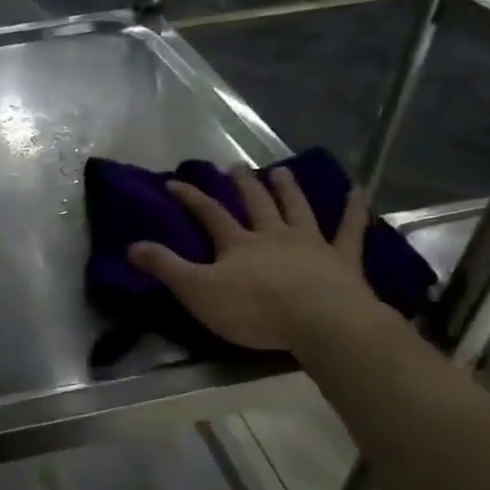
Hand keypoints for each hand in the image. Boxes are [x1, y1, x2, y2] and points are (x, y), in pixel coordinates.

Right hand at [129, 166, 385, 354]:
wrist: (320, 321)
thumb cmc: (255, 310)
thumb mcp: (198, 292)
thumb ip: (166, 268)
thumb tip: (131, 245)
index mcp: (238, 244)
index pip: (209, 214)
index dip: (190, 198)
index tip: (174, 182)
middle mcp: (273, 235)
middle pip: (256, 204)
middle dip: (243, 185)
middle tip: (235, 167)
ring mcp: (311, 243)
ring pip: (297, 208)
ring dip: (287, 189)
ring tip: (280, 171)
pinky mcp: (343, 258)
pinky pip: (350, 228)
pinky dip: (354, 209)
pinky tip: (358, 190)